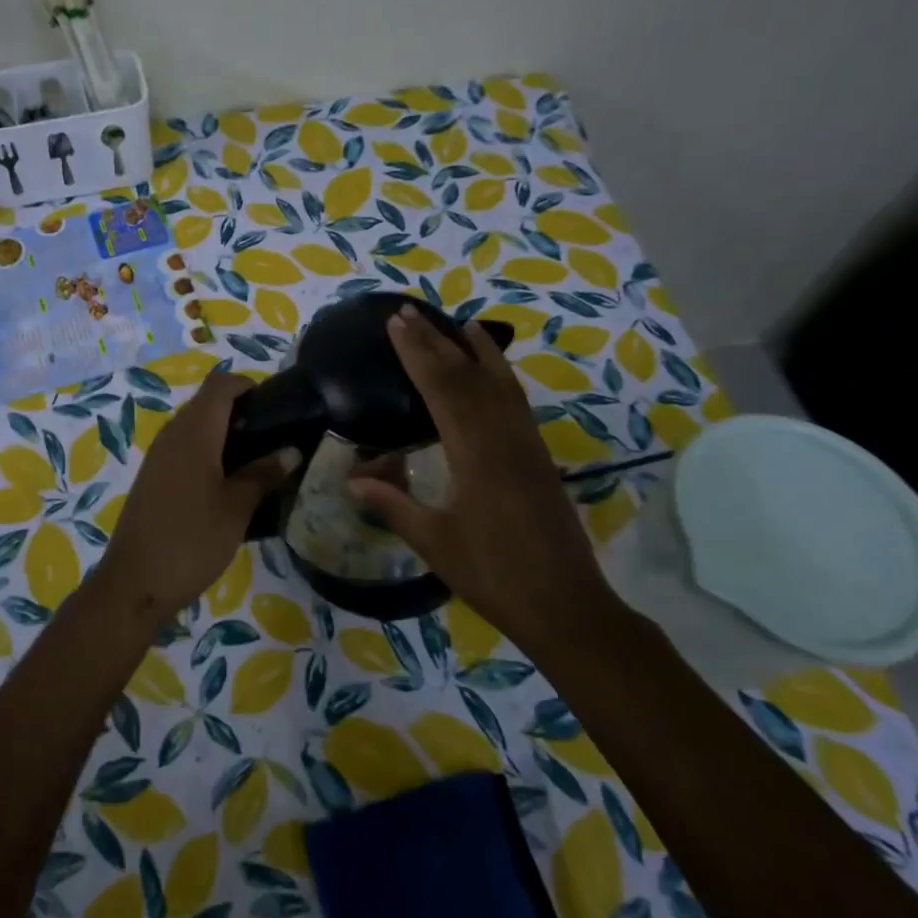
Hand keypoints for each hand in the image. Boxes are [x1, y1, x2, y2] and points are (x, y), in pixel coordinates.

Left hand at [95, 372, 297, 625]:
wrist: (135, 583)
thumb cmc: (192, 540)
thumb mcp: (237, 508)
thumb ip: (264, 474)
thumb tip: (291, 450)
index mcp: (194, 431)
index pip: (220, 384)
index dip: (248, 385)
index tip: (276, 406)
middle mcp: (172, 434)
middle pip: (207, 403)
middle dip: (240, 411)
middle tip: (273, 437)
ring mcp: (158, 456)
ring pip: (195, 427)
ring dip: (224, 434)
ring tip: (257, 461)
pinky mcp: (152, 477)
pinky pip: (183, 449)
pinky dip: (207, 453)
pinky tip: (227, 482)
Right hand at [349, 306, 612, 644]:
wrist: (565, 604)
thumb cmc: (493, 575)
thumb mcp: (434, 542)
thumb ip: (393, 504)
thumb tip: (353, 478)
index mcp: (475, 454)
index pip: (441, 388)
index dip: (416, 353)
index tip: (395, 324)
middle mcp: (503, 438)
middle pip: (467, 377)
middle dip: (436, 342)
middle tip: (409, 313)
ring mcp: (526, 445)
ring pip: (499, 383)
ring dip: (475, 351)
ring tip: (457, 323)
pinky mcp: (538, 457)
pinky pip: (516, 402)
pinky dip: (501, 376)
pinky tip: (493, 372)